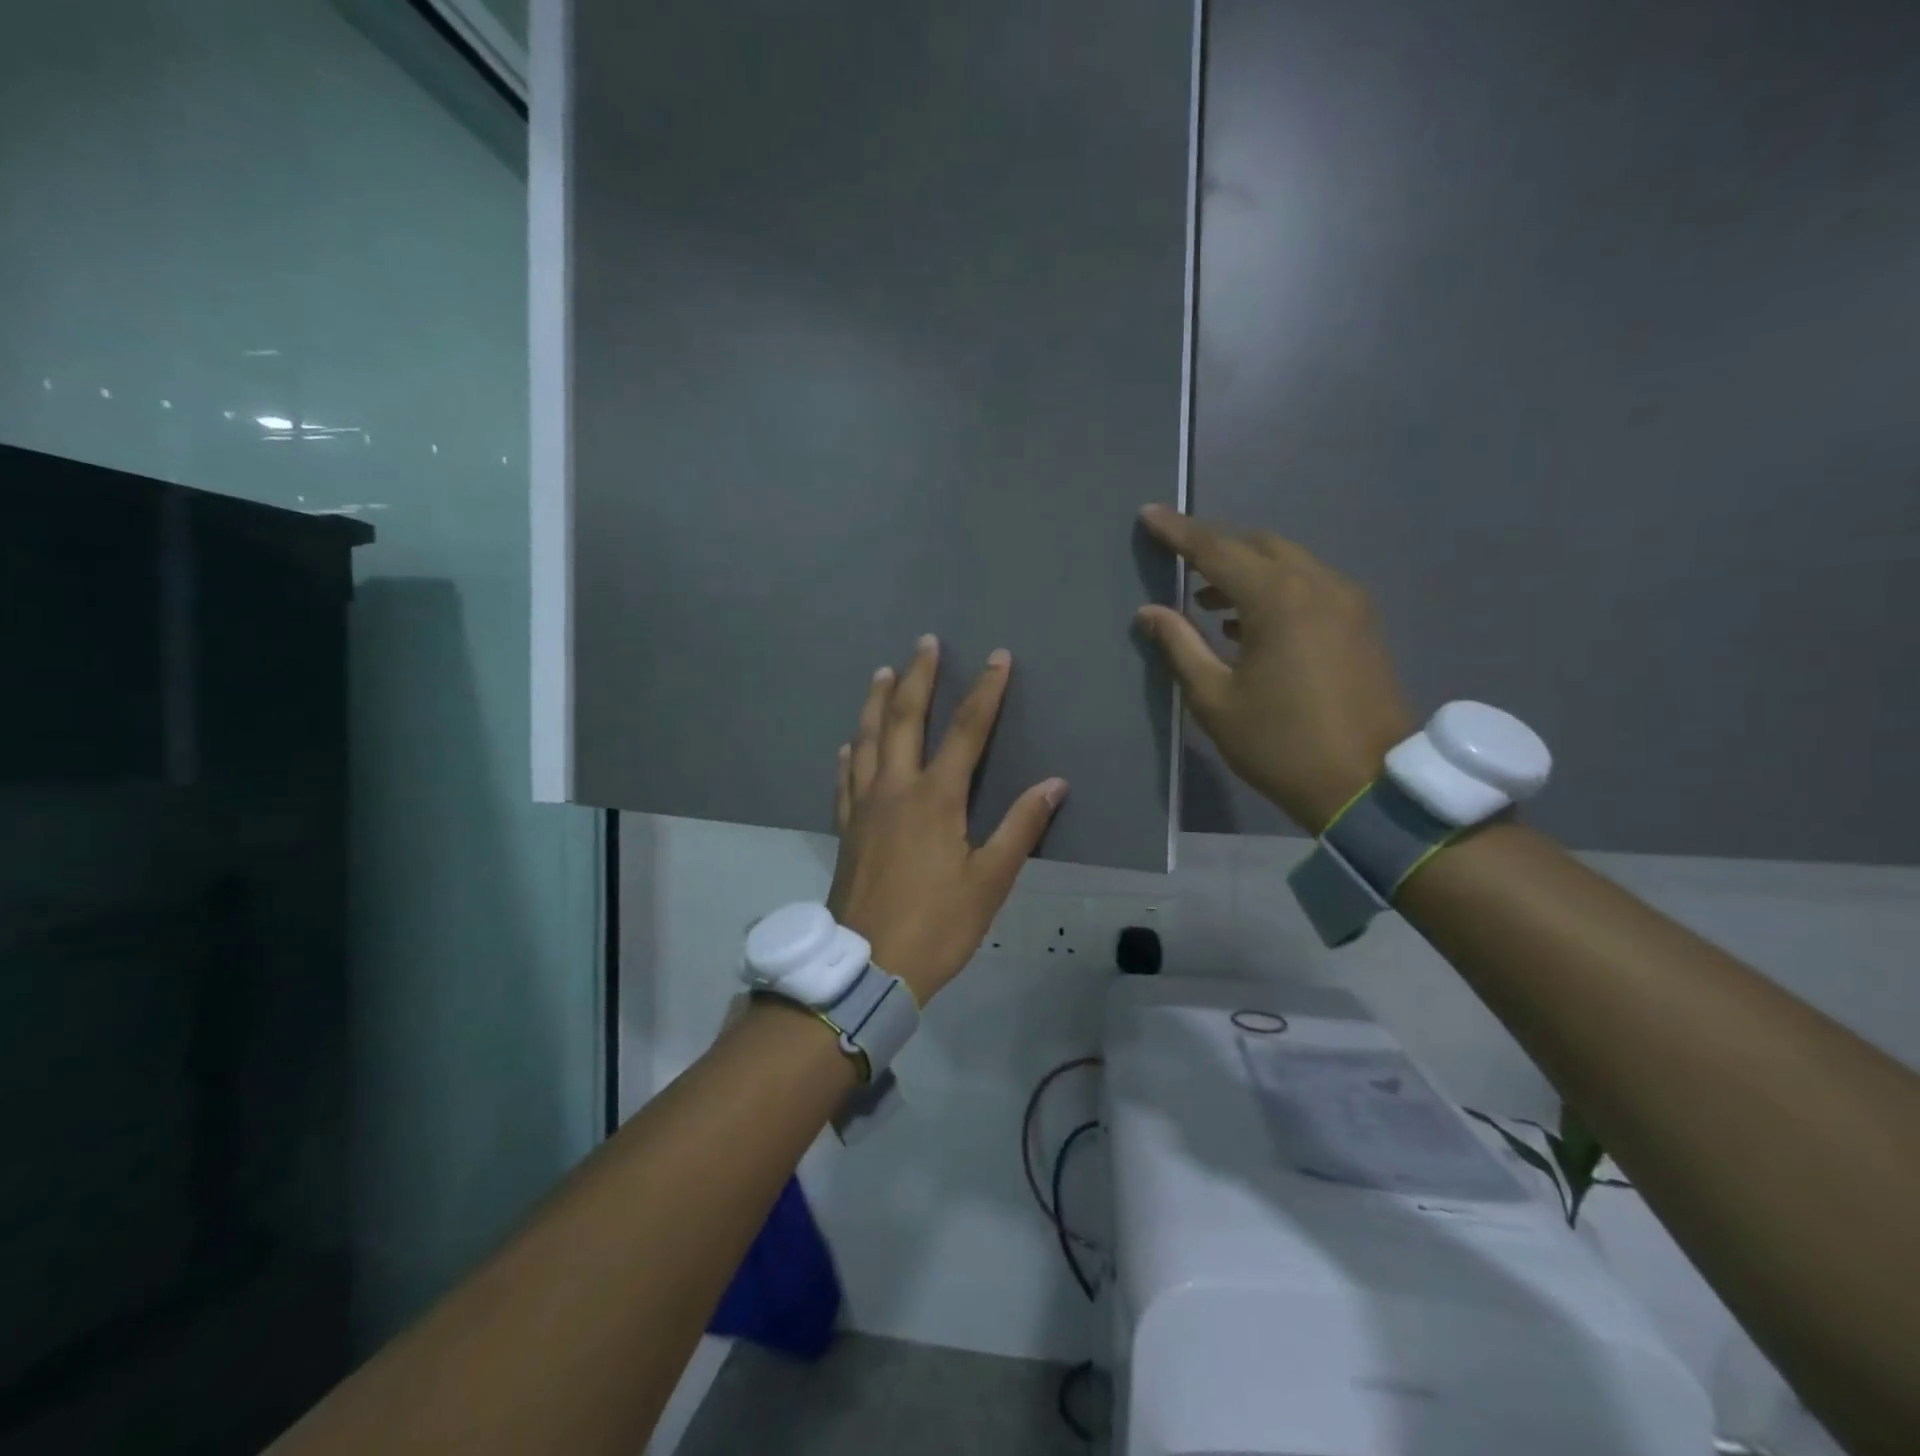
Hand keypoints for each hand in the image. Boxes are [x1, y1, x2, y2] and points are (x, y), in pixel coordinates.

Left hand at [827, 635, 1067, 1004]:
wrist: (867, 965)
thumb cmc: (937, 924)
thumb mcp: (990, 881)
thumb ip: (1021, 827)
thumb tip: (1054, 784)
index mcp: (935, 798)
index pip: (966, 731)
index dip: (985, 691)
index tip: (997, 657)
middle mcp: (895, 789)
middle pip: (904, 719)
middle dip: (917, 677)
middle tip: (925, 643)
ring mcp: (864, 807)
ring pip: (867, 740)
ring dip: (875, 702)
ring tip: (881, 672)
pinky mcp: (846, 829)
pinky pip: (844, 779)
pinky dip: (849, 754)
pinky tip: (848, 744)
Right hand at [1135, 505, 1413, 832]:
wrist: (1368, 784)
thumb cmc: (1280, 743)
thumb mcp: (1215, 699)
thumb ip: (1180, 645)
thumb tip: (1150, 612)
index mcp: (1278, 598)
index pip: (1217, 550)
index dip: (1179, 532)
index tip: (1150, 514)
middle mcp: (1319, 584)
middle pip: (1259, 546)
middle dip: (1216, 549)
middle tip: (1180, 566)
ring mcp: (1348, 602)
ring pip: (1289, 563)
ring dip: (1247, 571)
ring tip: (1208, 602)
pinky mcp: (1362, 624)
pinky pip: (1310, 586)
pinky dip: (1275, 590)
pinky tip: (1250, 624)